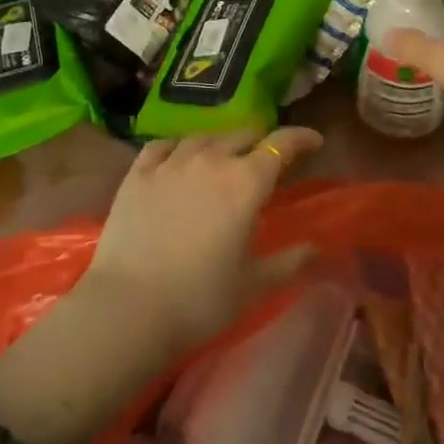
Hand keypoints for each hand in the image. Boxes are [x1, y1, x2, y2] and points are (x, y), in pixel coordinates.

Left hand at [78, 126, 322, 352]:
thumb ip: (289, 262)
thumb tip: (315, 248)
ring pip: (203, 136)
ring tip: (223, 156)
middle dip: (261, 141)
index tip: (315, 142)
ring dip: (221, 142)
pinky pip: (161, 146)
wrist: (128, 310)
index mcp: (247, 182)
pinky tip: (178, 156)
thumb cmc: (200, 299)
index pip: (282, 144)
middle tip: (267, 159)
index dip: (302, 137)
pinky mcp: (137, 175)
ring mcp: (170, 164)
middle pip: (243, 134)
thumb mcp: (254, 285)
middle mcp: (211, 161)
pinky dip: (177, 146)